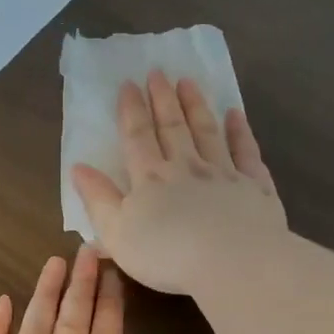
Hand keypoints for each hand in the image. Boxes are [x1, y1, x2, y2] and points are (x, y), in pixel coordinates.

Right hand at [70, 70, 288, 296]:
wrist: (232, 262)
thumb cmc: (167, 255)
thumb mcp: (117, 233)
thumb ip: (98, 199)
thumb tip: (79, 167)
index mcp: (151, 179)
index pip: (137, 137)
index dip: (131, 110)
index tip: (128, 84)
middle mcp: (187, 168)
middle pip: (173, 127)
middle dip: (163, 99)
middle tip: (158, 72)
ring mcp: (224, 174)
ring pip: (208, 132)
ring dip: (196, 106)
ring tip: (189, 82)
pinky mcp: (255, 188)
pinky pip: (246, 153)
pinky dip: (240, 132)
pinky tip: (236, 115)